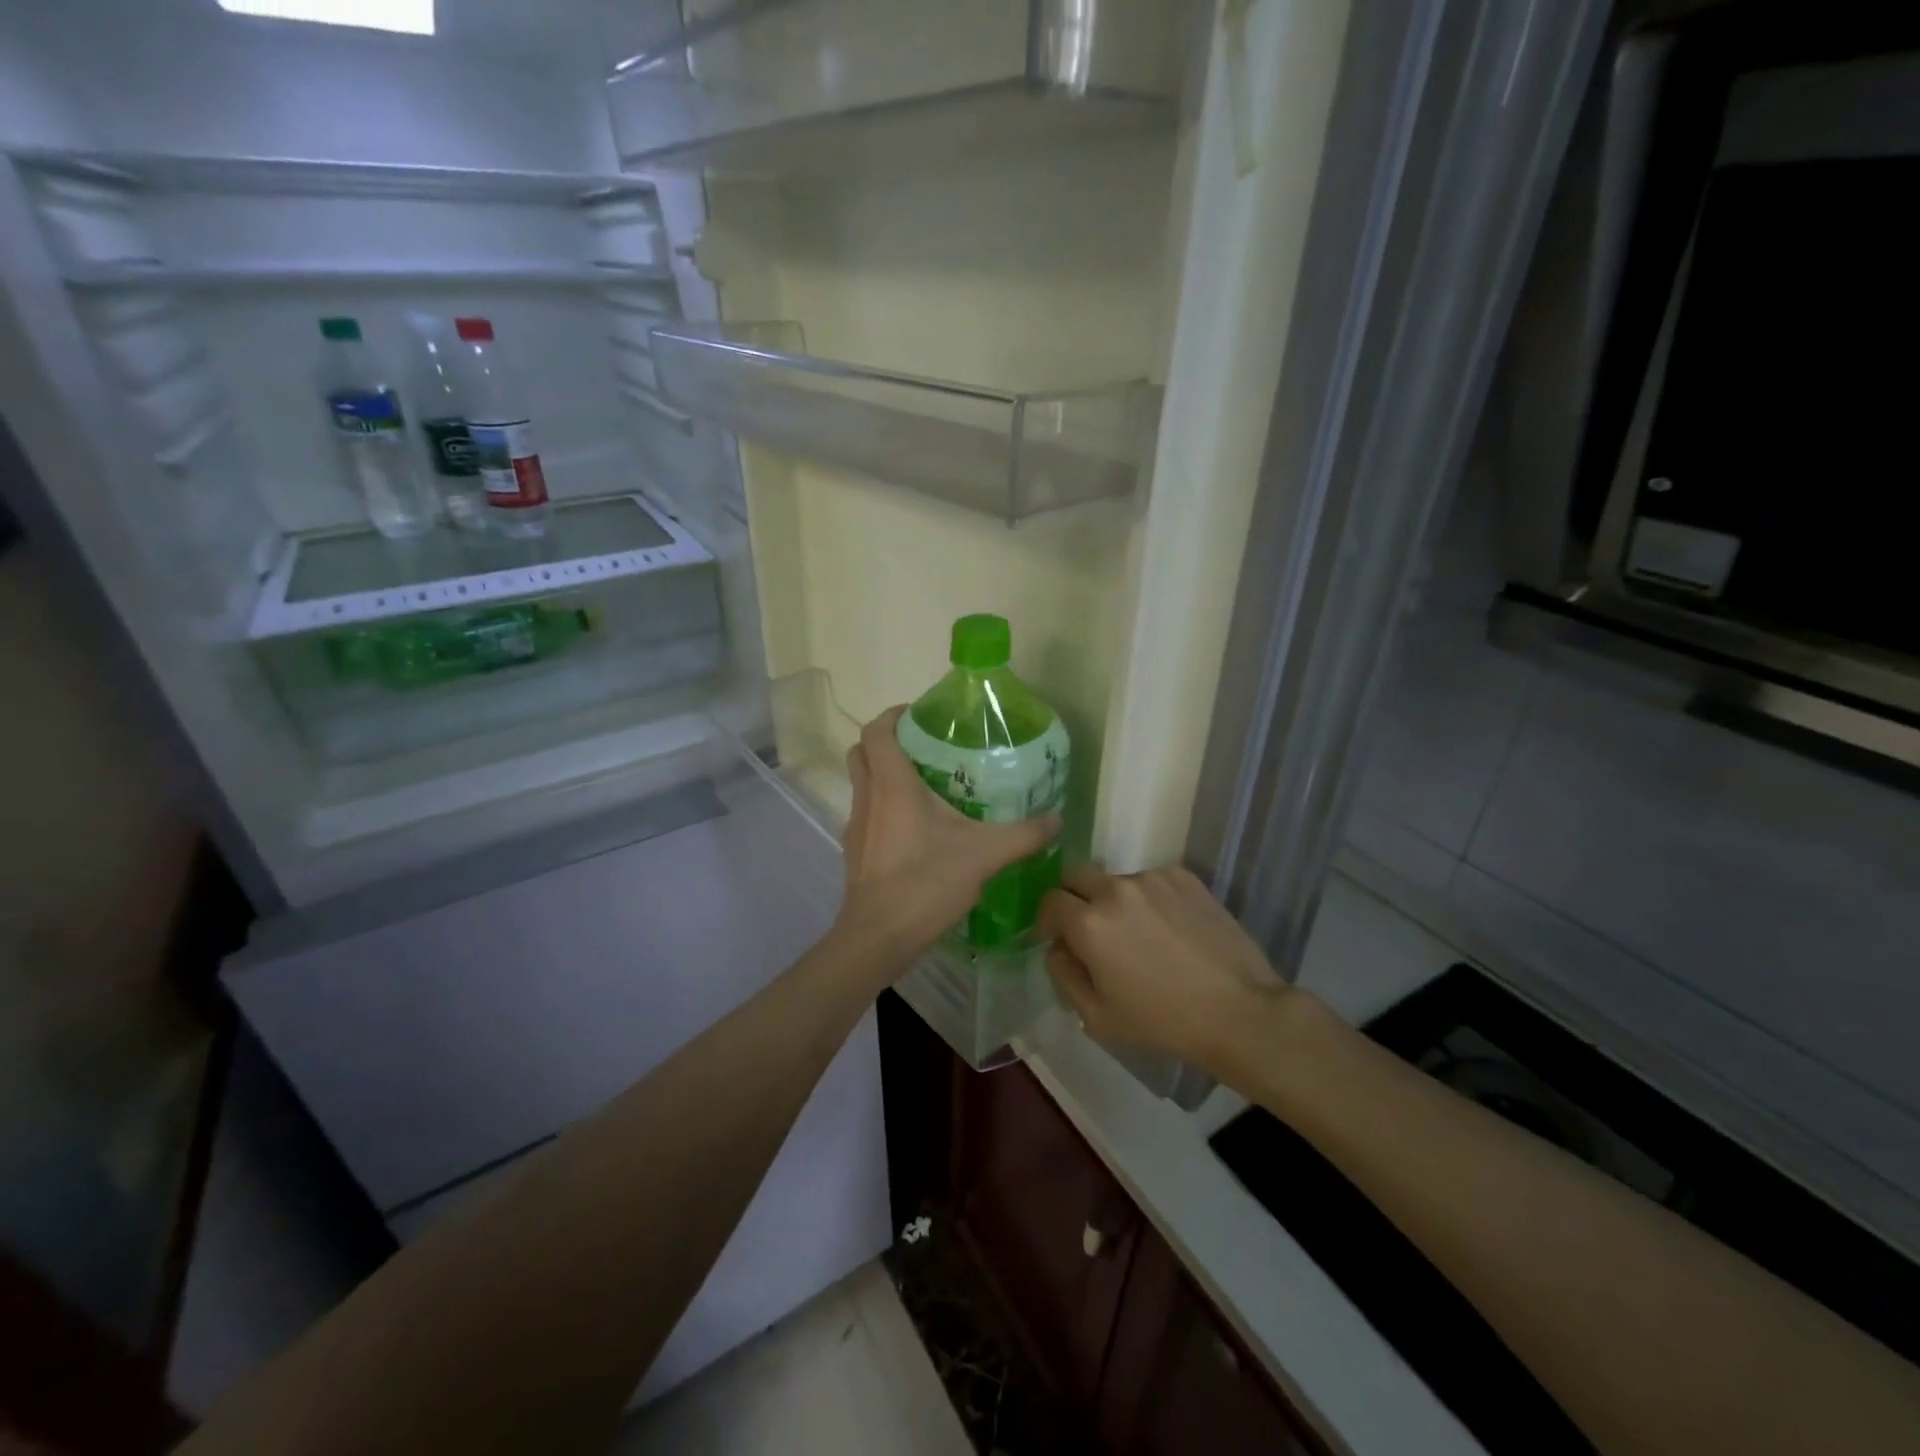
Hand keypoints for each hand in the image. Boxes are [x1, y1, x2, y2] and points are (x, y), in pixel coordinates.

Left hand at [837, 707, 1060, 965]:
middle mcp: (868, 797)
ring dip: (886, 776)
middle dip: (889, 742)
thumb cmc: (925, 882)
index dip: (894, 715)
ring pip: (863, 784)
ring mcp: (856, 826)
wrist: (878, 937)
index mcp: (892, 784)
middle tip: (926, 749)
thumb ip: (1023, 834)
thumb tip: (1057, 819)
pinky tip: (918, 832)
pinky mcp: (855, 852)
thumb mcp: (984, 855)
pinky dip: (886, 809)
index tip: (922, 716)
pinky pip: (868, 814)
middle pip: (864, 752)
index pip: (877, 730)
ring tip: (928, 788)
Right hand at [1039, 864, 1286, 1071]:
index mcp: (1088, 923)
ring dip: (1115, 901)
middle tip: (1091, 929)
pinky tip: (1169, 929)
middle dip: (1073, 898)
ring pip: (1115, 880)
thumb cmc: (1162, 1022)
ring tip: (1141, 935)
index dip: (1048, 920)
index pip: (1049, 901)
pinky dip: (1149, 899)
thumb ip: (1062, 974)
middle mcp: (1114, 889)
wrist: (1239, 1011)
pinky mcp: (1183, 876)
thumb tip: (1057, 946)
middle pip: (1075, 875)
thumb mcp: (1096, 1017)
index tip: (1058, 937)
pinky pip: (1150, 881)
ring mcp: (1151, 878)